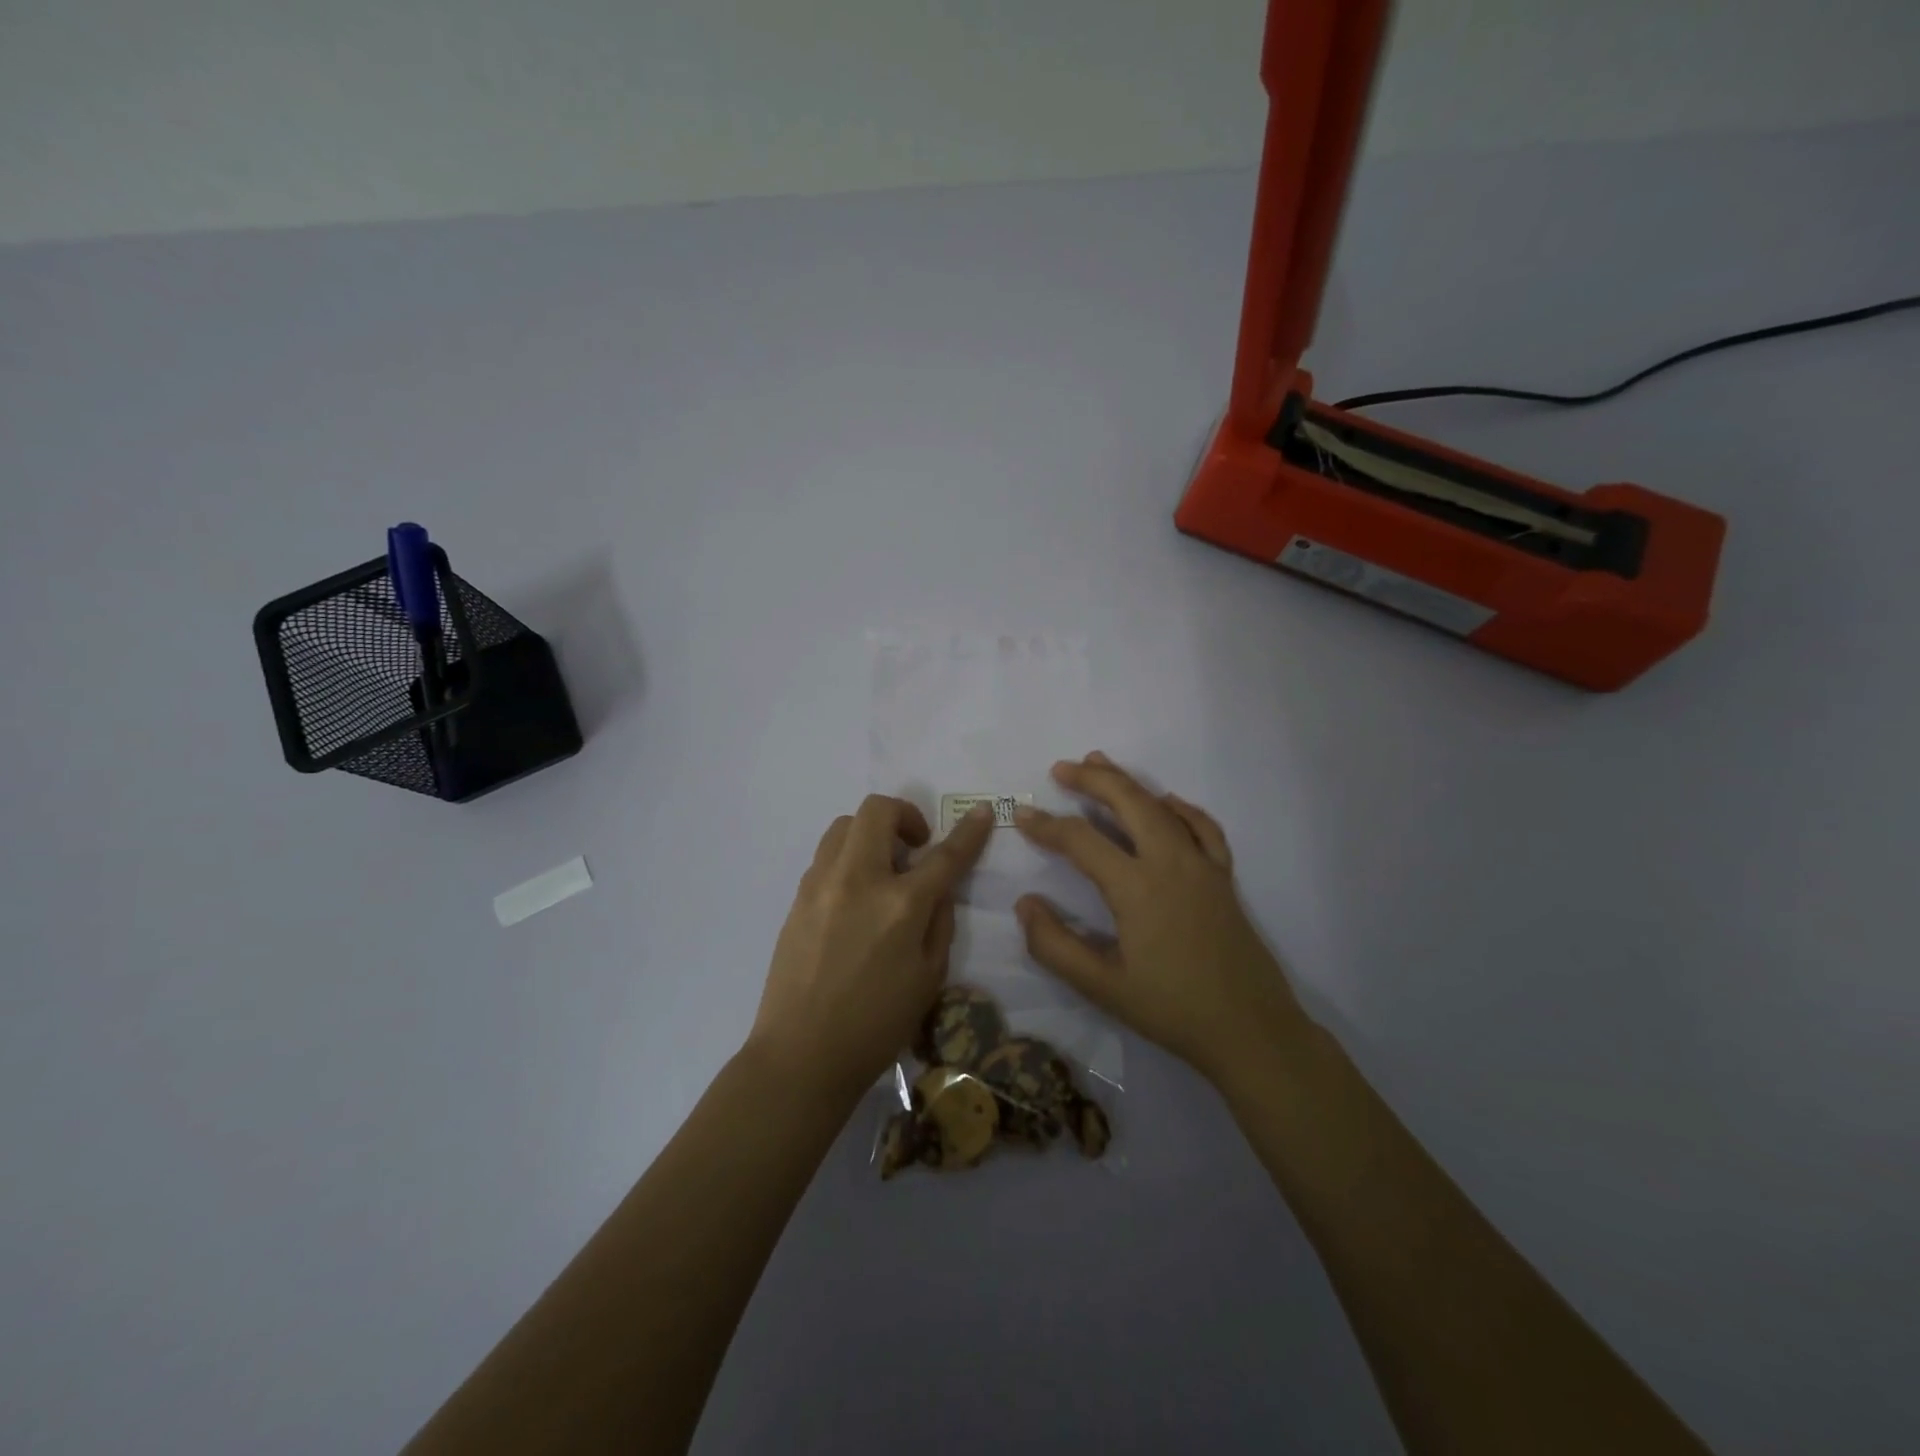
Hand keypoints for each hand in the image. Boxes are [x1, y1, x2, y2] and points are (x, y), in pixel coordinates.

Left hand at [748, 795, 994, 1098]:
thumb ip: (940, 922)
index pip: (944, 855)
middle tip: (915, 847)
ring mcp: (821, 885)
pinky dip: (848, 858)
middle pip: (878, 811)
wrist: (802, 1054)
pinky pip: (826, 856)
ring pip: (845, 825)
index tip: (983, 812)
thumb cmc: (876, 1025)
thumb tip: (938, 888)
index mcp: (900, 905)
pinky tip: (855, 896)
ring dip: (871, 833)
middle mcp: (858, 880)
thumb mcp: (930, 978)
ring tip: (883, 869)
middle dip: (905, 815)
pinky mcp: (797, 898)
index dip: (969, 830)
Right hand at [1013, 753, 1306, 1083]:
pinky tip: (1167, 802)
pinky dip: (1180, 807)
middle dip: (1092, 779)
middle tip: (1061, 768)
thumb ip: (1055, 945)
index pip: (1081, 841)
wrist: (1251, 1031)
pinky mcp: (1224, 876)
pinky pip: (1202, 827)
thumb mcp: (1102, 987)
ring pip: (1162, 806)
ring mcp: (1202, 865)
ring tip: (1101, 764)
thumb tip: (1025, 903)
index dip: (1047, 826)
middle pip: (1128, 801)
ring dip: (1129, 782)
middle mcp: (1170, 862)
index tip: (1023, 816)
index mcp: (1136, 887)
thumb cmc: (1172, 1010)